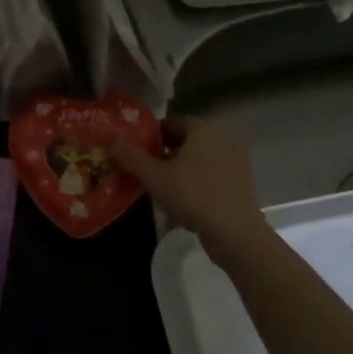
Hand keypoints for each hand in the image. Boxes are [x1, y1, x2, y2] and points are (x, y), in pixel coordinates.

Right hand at [114, 116, 268, 262]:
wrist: (234, 232)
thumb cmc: (193, 195)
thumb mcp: (154, 177)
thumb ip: (131, 156)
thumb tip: (111, 139)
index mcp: (203, 129)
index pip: (173, 121)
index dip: (152, 134)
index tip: (137, 150)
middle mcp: (223, 138)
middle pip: (187, 140)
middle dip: (165, 151)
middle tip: (145, 168)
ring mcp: (236, 160)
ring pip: (200, 158)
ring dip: (181, 167)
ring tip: (161, 185)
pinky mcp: (241, 181)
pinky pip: (212, 174)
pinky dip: (197, 180)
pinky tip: (183, 199)